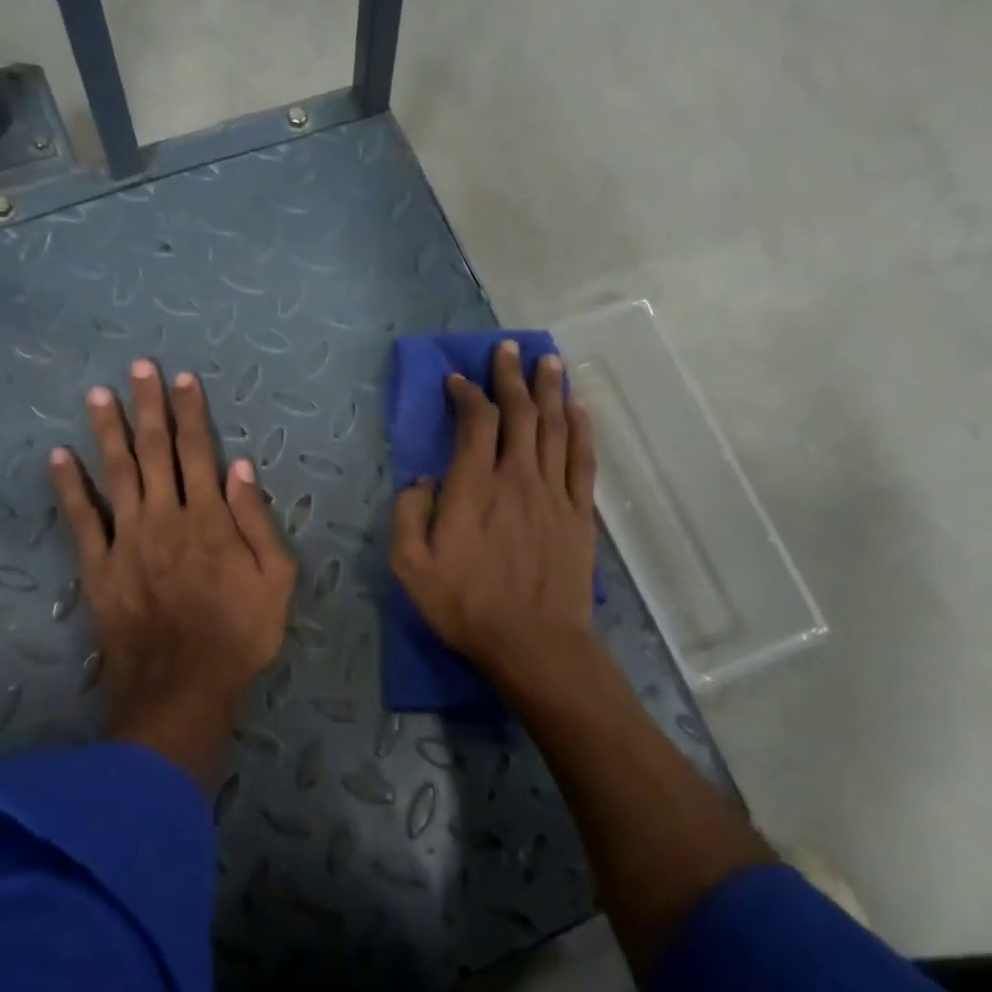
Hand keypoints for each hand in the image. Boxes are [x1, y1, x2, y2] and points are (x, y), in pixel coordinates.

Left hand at [50, 360, 295, 787]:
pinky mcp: (98, 567)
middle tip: (138, 368)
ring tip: (98, 395)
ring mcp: (127, 540)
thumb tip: (242, 468)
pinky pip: (80, 520)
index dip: (191, 413)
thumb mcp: (276, 581)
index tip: (183, 378)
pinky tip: (58, 457)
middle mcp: (165, 517)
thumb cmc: (239, 636)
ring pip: (116, 474)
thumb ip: (258, 522)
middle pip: (155, 451)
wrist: (183, 688)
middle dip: (148, 407)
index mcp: (210, 519)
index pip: (199, 452)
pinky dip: (68, 487)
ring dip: (107, 432)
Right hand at [390, 340, 599, 694]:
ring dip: (550, 390)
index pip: (475, 422)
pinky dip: (582, 429)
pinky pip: (583, 460)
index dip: (467, 394)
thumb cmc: (466, 607)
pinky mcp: (579, 514)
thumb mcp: (410, 568)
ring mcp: (553, 493)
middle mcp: (517, 477)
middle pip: (519, 412)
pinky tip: (580, 409)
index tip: (458, 380)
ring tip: (548, 361)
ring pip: (555, 427)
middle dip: (511, 376)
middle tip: (508, 348)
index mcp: (473, 487)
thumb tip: (421, 480)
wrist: (534, 643)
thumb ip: (408, 515)